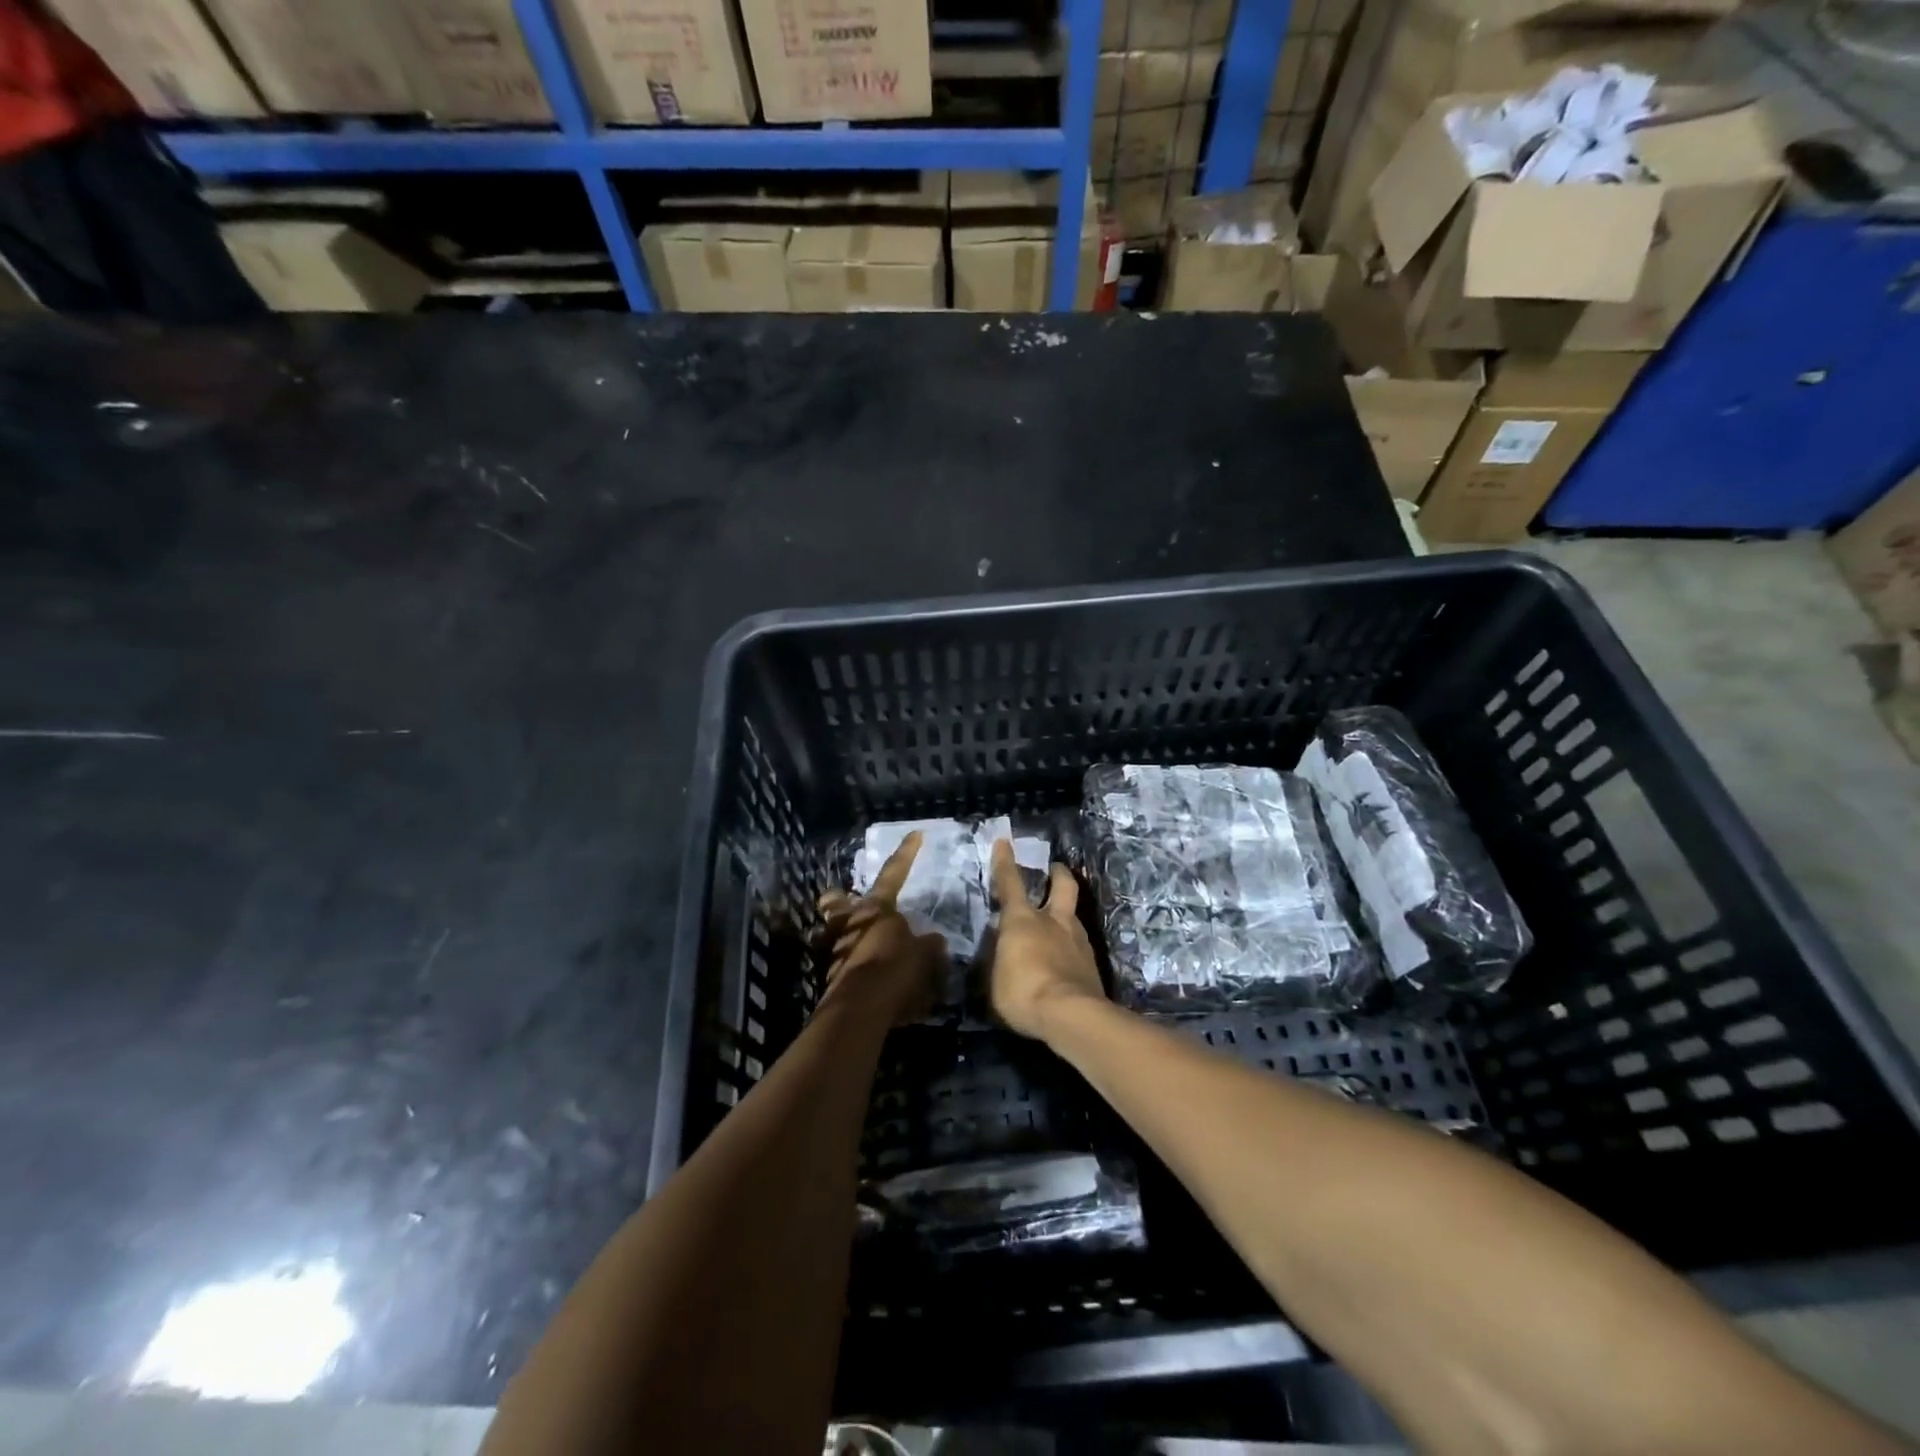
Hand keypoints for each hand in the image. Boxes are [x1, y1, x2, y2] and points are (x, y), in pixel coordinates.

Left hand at [815, 831, 947, 1026]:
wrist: (862, 1006)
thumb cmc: (896, 968)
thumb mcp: (925, 955)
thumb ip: (929, 945)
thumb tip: (933, 941)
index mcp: (877, 907)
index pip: (895, 872)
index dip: (906, 852)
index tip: (915, 833)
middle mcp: (850, 920)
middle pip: (837, 900)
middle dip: (840, 900)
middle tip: (850, 904)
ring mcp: (834, 946)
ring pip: (833, 931)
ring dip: (845, 936)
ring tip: (866, 951)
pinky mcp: (828, 973)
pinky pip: (840, 962)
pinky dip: (852, 966)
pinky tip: (870, 981)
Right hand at [988, 839, 1104, 1041]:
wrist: (1070, 1015)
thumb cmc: (1022, 992)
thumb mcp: (996, 976)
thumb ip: (1001, 957)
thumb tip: (1005, 949)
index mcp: (1022, 919)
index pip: (1010, 883)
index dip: (1005, 862)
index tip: (1004, 842)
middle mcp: (1053, 921)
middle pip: (1063, 886)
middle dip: (1058, 874)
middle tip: (1056, 869)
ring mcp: (1078, 941)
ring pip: (1074, 916)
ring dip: (1066, 915)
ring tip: (1058, 926)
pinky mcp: (1092, 965)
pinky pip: (1079, 947)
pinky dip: (1071, 948)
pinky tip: (1066, 962)